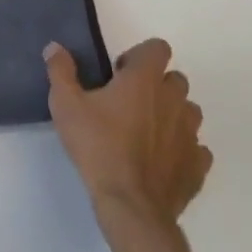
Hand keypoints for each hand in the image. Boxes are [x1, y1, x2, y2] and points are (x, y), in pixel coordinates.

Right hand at [43, 38, 210, 230]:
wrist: (130, 205)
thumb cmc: (97, 147)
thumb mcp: (66, 105)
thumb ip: (60, 71)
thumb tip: (54, 47)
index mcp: (144, 80)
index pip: (158, 48)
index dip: (140, 56)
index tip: (119, 74)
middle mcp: (173, 100)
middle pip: (175, 79)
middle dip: (156, 85)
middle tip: (128, 103)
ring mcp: (190, 133)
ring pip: (189, 111)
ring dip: (172, 114)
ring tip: (146, 132)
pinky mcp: (197, 165)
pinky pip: (197, 148)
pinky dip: (182, 149)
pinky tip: (161, 160)